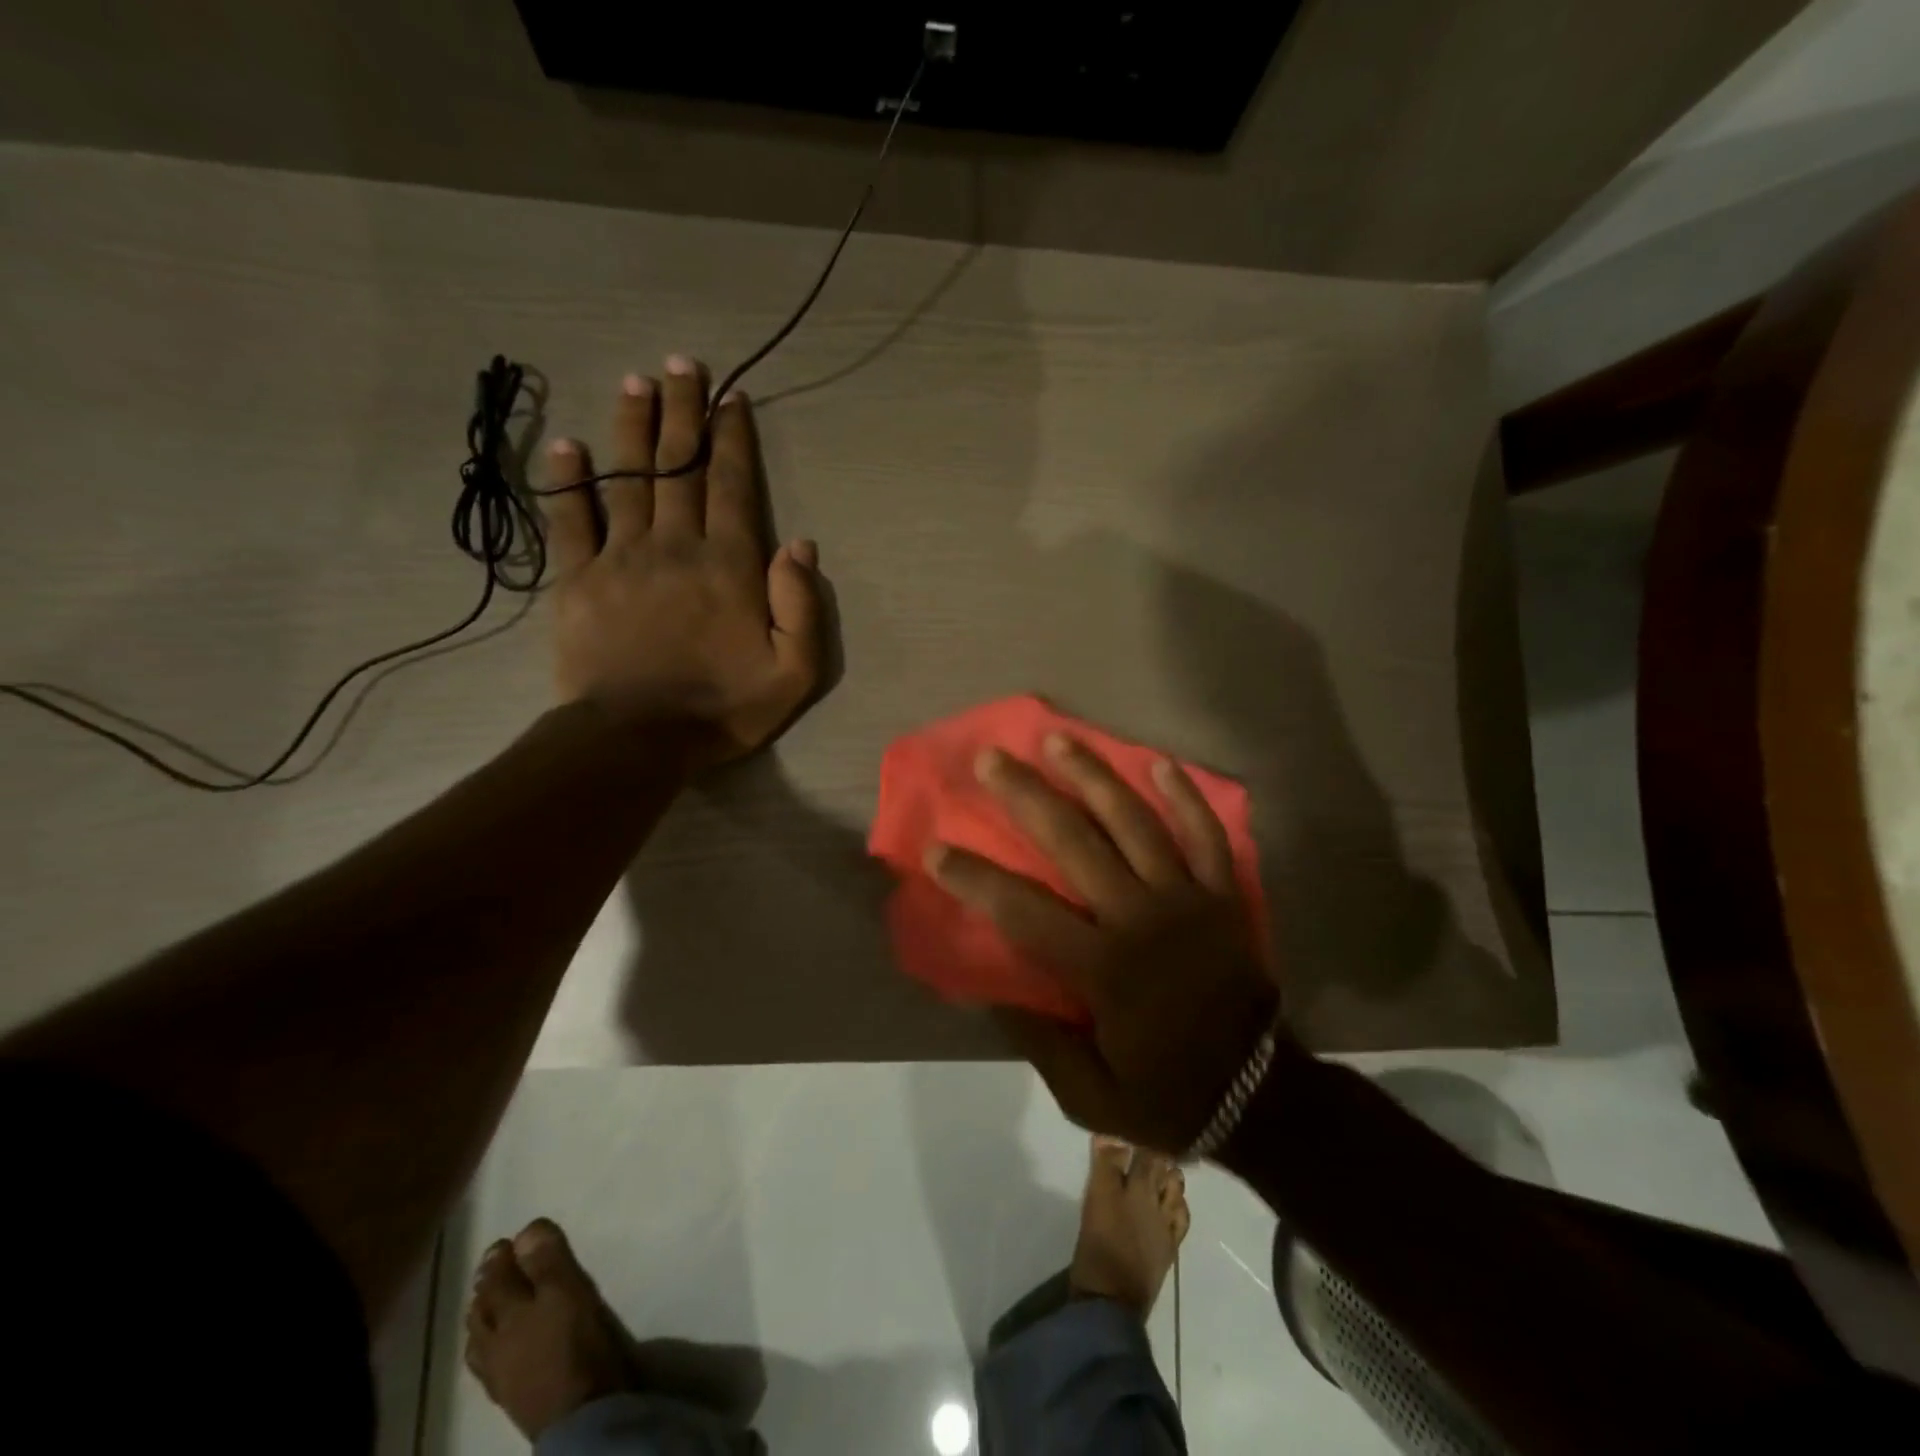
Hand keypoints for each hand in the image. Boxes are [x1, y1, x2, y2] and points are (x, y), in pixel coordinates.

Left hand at [542, 357, 823, 763]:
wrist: (637, 740)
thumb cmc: (723, 708)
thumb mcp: (794, 671)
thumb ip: (802, 606)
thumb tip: (800, 543)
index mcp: (729, 565)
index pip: (732, 485)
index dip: (732, 438)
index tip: (730, 397)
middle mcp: (675, 546)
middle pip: (679, 467)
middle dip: (684, 412)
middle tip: (682, 364)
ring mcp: (621, 559)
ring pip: (628, 478)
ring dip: (634, 428)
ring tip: (636, 383)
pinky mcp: (579, 580)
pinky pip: (570, 519)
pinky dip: (569, 480)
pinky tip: (569, 445)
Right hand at [926, 734, 1279, 1154]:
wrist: (1263, 1096)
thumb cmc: (1168, 1093)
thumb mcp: (1089, 1093)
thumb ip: (1039, 1040)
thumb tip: (993, 990)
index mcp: (1104, 969)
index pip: (1024, 911)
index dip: (976, 879)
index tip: (937, 849)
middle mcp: (1141, 918)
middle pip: (1075, 843)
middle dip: (1027, 797)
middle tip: (991, 759)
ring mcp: (1187, 899)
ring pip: (1134, 822)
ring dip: (1093, 776)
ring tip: (1058, 739)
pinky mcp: (1222, 895)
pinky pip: (1206, 835)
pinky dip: (1184, 796)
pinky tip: (1158, 762)